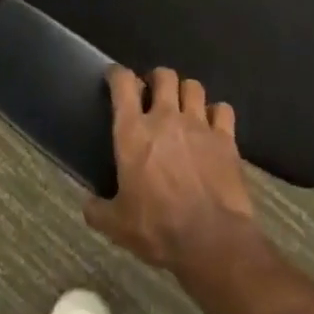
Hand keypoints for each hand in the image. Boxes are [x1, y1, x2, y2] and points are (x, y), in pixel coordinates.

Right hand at [85, 66, 260, 274]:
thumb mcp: (116, 224)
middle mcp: (166, 118)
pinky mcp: (226, 138)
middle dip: (157, 79)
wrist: (210, 239)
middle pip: (164, 76)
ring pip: (194, 86)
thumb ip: (97, 210)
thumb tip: (87, 205)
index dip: (117, 74)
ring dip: (186, 92)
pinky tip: (212, 126)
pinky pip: (223, 110)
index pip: (123, 84)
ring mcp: (199, 125)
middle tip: (153, 94)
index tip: (115, 77)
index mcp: (133, 132)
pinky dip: (216, 113)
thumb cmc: (156, 227)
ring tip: (183, 106)